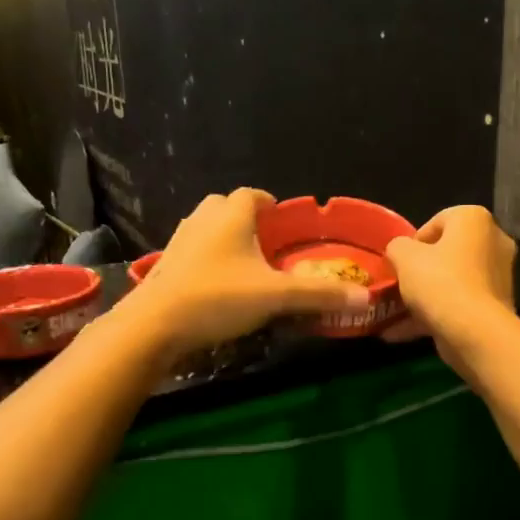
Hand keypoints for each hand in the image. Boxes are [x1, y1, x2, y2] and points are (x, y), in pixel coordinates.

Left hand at [124, 189, 370, 358]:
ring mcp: (179, 240)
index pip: (253, 194)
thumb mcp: (275, 297)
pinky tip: (217, 286)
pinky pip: (192, 252)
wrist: (154, 325)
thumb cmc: (218, 298)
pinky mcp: (164, 265)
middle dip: (246, 220)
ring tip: (244, 265)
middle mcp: (203, 219)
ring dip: (224, 239)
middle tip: (266, 244)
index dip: (270, 205)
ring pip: (206, 228)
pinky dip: (206, 260)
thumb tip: (365, 298)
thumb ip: (319, 295)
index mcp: (231, 215)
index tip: (284, 222)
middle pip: (226, 206)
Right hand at [384, 206, 516, 373]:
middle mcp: (493, 242)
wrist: (475, 332)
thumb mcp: (403, 256)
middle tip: (398, 285)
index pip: (438, 221)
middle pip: (447, 253)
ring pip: (452, 282)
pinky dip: (434, 315)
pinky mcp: (496, 306)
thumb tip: (400, 252)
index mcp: (474, 219)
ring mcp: (498, 277)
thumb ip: (397, 246)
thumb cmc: (439, 281)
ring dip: (423, 297)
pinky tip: (401, 334)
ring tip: (393, 314)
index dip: (413, 242)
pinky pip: (459, 304)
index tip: (399, 262)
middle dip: (420, 271)